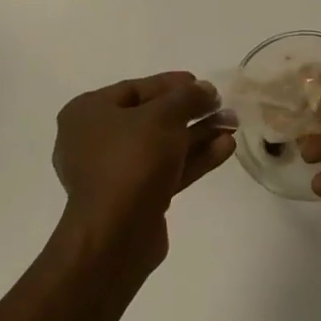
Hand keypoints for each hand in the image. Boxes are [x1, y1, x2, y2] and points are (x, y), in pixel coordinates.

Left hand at [52, 71, 233, 275]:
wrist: (116, 236)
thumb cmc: (132, 160)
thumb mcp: (164, 116)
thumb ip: (188, 97)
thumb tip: (205, 90)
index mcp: (88, 112)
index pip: (136, 88)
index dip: (173, 84)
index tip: (203, 85)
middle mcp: (95, 139)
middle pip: (151, 117)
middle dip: (190, 112)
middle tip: (222, 106)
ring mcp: (114, 172)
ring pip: (162, 145)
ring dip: (197, 135)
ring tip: (232, 125)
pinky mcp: (134, 199)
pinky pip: (166, 169)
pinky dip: (193, 158)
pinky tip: (225, 147)